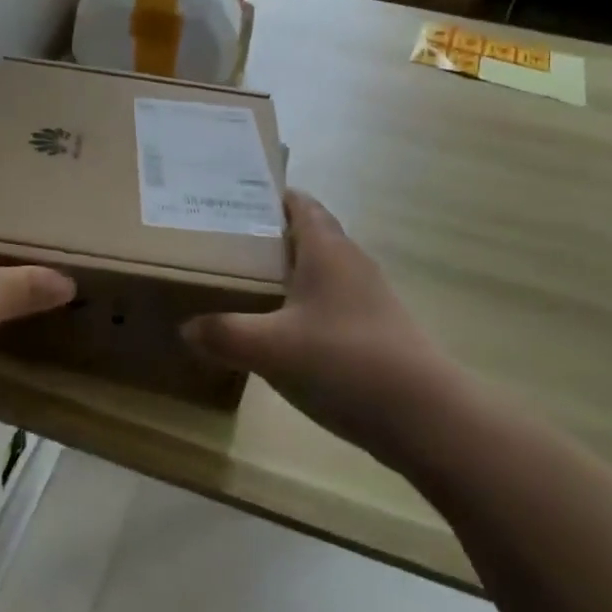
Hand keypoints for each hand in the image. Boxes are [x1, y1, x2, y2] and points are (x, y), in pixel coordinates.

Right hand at [184, 191, 464, 467]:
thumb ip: (224, 334)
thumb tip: (187, 328)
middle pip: (308, 234)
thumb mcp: (270, 348)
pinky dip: (303, 304)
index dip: (270, 195)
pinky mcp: (375, 329)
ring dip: (287, 271)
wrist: (424, 416)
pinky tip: (281, 331)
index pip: (300, 203)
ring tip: (245, 284)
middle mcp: (350, 263)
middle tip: (225, 244)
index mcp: (327, 250)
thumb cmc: (344, 362)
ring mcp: (367, 297)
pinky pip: (330, 303)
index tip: (232, 198)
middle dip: (269, 235)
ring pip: (320, 270)